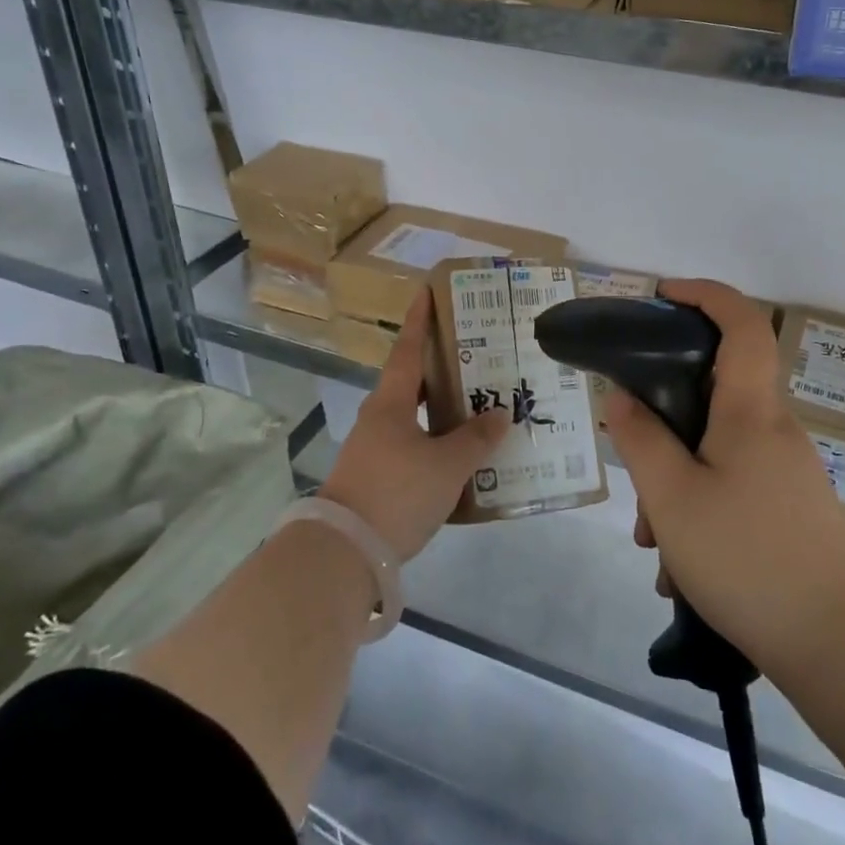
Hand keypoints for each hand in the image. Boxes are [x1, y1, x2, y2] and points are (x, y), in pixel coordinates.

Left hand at [318, 290, 507, 562]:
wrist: (344, 552)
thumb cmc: (397, 492)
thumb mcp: (447, 465)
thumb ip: (476, 438)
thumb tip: (499, 414)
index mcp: (392, 403)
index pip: (408, 350)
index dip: (420, 321)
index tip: (428, 292)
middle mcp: (379, 419)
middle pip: (413, 382)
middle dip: (442, 367)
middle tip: (476, 354)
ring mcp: (375, 450)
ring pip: (415, 418)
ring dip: (443, 409)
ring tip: (479, 405)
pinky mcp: (377, 478)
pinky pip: (414, 447)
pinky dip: (437, 442)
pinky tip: (462, 455)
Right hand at [606, 279, 844, 675]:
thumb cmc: (750, 558)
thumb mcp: (673, 498)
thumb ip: (640, 440)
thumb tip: (621, 397)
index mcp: (750, 410)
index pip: (741, 323)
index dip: (705, 294)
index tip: (662, 295)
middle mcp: (774, 430)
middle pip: (713, 394)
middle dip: (664, 422)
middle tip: (634, 466)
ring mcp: (787, 472)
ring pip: (715, 451)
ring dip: (676, 483)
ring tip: (654, 545)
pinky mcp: (791, 510)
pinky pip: (732, 488)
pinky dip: (699, 512)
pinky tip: (681, 572)